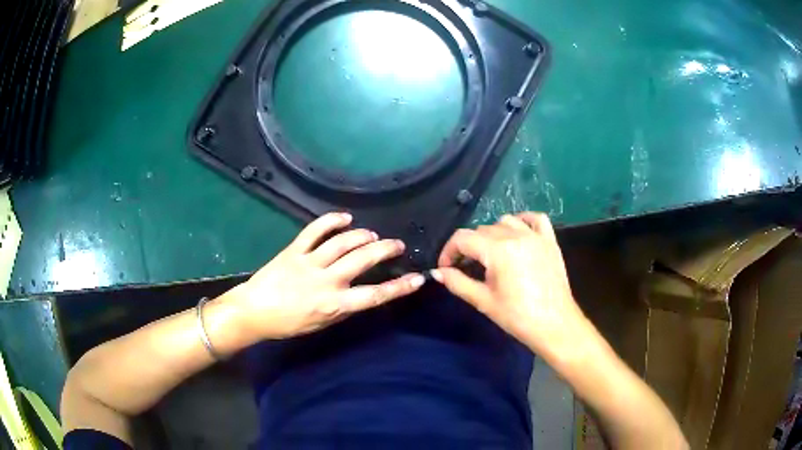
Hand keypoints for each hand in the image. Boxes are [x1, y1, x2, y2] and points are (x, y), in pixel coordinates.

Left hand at [227, 212, 424, 339]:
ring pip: (342, 242)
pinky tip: (345, 217)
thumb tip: (359, 292)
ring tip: (373, 235)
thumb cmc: (288, 324)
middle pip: (362, 260)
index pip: (374, 295)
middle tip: (396, 245)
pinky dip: (331, 220)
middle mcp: (326, 281)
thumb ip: (342, 308)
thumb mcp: (320, 324)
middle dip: (385, 249)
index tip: (417, 278)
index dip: (399, 287)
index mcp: (334, 304)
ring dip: (362, 235)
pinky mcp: (294, 250)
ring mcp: (309, 262)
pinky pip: (314, 230)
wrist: (254, 312)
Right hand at [431, 213, 589, 361]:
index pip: (463, 238)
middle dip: (469, 247)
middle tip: (466, 268)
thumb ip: (458, 283)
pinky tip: (517, 234)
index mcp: (498, 250)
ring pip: (505, 221)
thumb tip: (438, 272)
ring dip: (492, 234)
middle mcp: (516, 235)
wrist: (555, 326)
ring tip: (491, 254)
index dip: (449, 251)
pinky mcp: (550, 241)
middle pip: (482, 230)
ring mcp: (536, 236)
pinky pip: (535, 219)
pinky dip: (523, 221)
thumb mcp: (484, 301)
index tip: (446, 268)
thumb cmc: (517, 317)